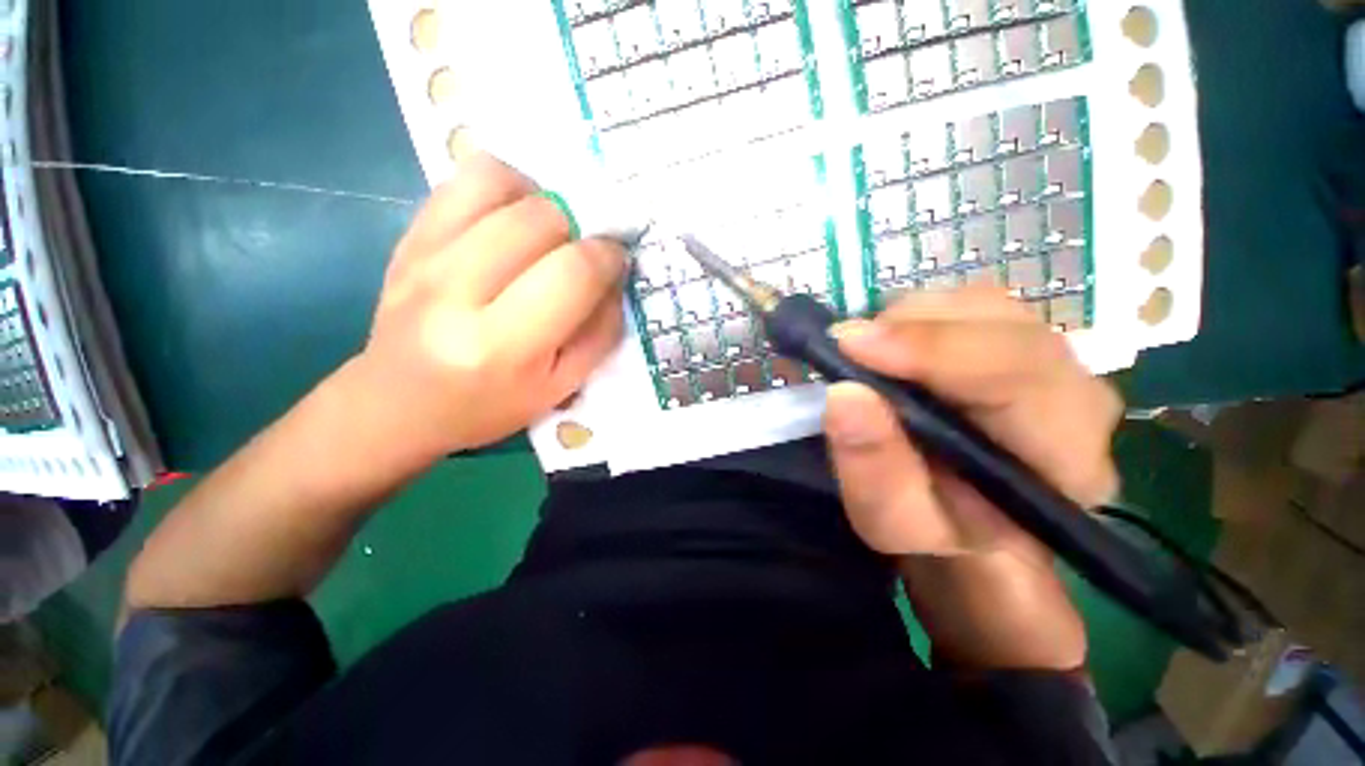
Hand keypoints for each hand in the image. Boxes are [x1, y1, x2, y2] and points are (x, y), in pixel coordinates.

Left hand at [357, 153, 626, 461]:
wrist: (399, 401)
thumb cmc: (490, 404)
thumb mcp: (562, 386)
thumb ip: (601, 333)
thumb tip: (615, 275)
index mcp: (503, 345)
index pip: (573, 272)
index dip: (607, 256)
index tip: (615, 261)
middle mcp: (457, 290)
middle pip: (542, 218)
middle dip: (580, 229)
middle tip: (581, 254)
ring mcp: (425, 254)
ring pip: (503, 183)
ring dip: (544, 201)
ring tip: (549, 233)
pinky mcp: (409, 235)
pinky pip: (466, 178)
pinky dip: (505, 186)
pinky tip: (513, 218)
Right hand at [821, 287, 1121, 668]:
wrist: (972, 523)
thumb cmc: (936, 531)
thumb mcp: (892, 522)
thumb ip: (873, 469)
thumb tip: (843, 394)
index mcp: (1064, 457)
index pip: (1016, 374)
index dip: (930, 350)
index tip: (850, 345)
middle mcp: (1077, 395)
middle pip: (1002, 325)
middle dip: (912, 329)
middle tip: (847, 347)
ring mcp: (1054, 360)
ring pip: (982, 305)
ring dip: (911, 321)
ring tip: (869, 355)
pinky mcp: (1023, 341)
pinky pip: (969, 305)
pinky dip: (918, 316)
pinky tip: (893, 348)